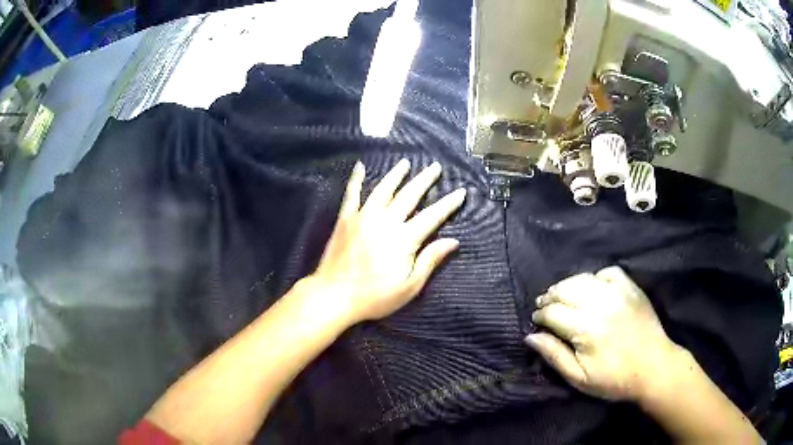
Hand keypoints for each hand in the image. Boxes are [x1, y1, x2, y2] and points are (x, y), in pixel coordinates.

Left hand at [309, 159, 465, 323]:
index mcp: (404, 238)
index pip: (432, 216)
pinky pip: (352, 194)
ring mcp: (363, 217)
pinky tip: (360, 166)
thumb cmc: (374, 296)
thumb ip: (430, 260)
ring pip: (383, 189)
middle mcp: (385, 221)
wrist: (333, 295)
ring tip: (405, 162)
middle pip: (409, 195)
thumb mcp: (409, 286)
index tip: (461, 191)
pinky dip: (356, 179)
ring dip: (396, 174)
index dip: (448, 204)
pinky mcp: (345, 219)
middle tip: (435, 167)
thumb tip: (453, 241)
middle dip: (424, 180)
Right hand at [525, 266, 683, 401]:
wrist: (653, 368)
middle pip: (565, 290)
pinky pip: (608, 272)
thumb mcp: (579, 378)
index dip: (540, 316)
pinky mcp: (631, 288)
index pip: (553, 313)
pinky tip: (592, 287)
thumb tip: (531, 337)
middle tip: (544, 306)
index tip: (536, 321)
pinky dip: (596, 277)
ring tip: (562, 294)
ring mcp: (617, 293)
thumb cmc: (614, 379)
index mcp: (585, 329)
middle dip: (550, 297)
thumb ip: (554, 355)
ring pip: (584, 278)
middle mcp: (599, 304)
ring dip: (567, 284)